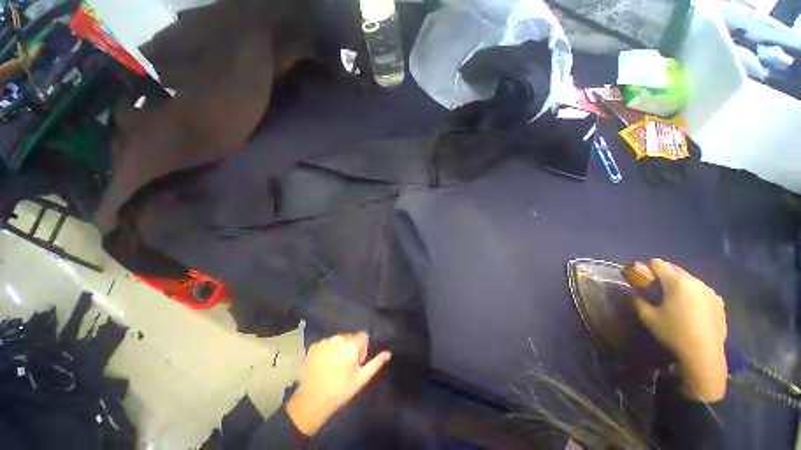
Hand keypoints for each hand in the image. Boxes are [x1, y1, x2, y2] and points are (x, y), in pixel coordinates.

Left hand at [287, 333, 391, 435]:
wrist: (312, 401)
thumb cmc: (341, 390)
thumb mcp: (361, 379)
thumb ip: (376, 363)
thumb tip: (388, 353)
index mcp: (352, 344)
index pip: (363, 336)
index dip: (362, 348)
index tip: (357, 362)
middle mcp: (338, 338)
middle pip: (350, 337)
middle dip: (350, 347)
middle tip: (346, 366)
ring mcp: (324, 341)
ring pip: (337, 339)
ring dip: (339, 348)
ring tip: (334, 366)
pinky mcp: (313, 346)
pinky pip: (325, 343)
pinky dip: (327, 350)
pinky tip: (324, 364)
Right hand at [632, 259, 727, 401]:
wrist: (704, 354)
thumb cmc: (674, 333)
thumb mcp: (648, 317)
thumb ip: (639, 301)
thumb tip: (636, 294)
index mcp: (677, 282)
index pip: (658, 263)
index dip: (647, 268)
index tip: (643, 280)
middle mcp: (695, 282)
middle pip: (675, 269)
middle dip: (664, 275)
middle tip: (657, 290)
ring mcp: (710, 291)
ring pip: (689, 280)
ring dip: (679, 285)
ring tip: (675, 302)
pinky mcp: (719, 302)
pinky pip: (701, 291)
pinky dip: (692, 295)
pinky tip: (691, 311)